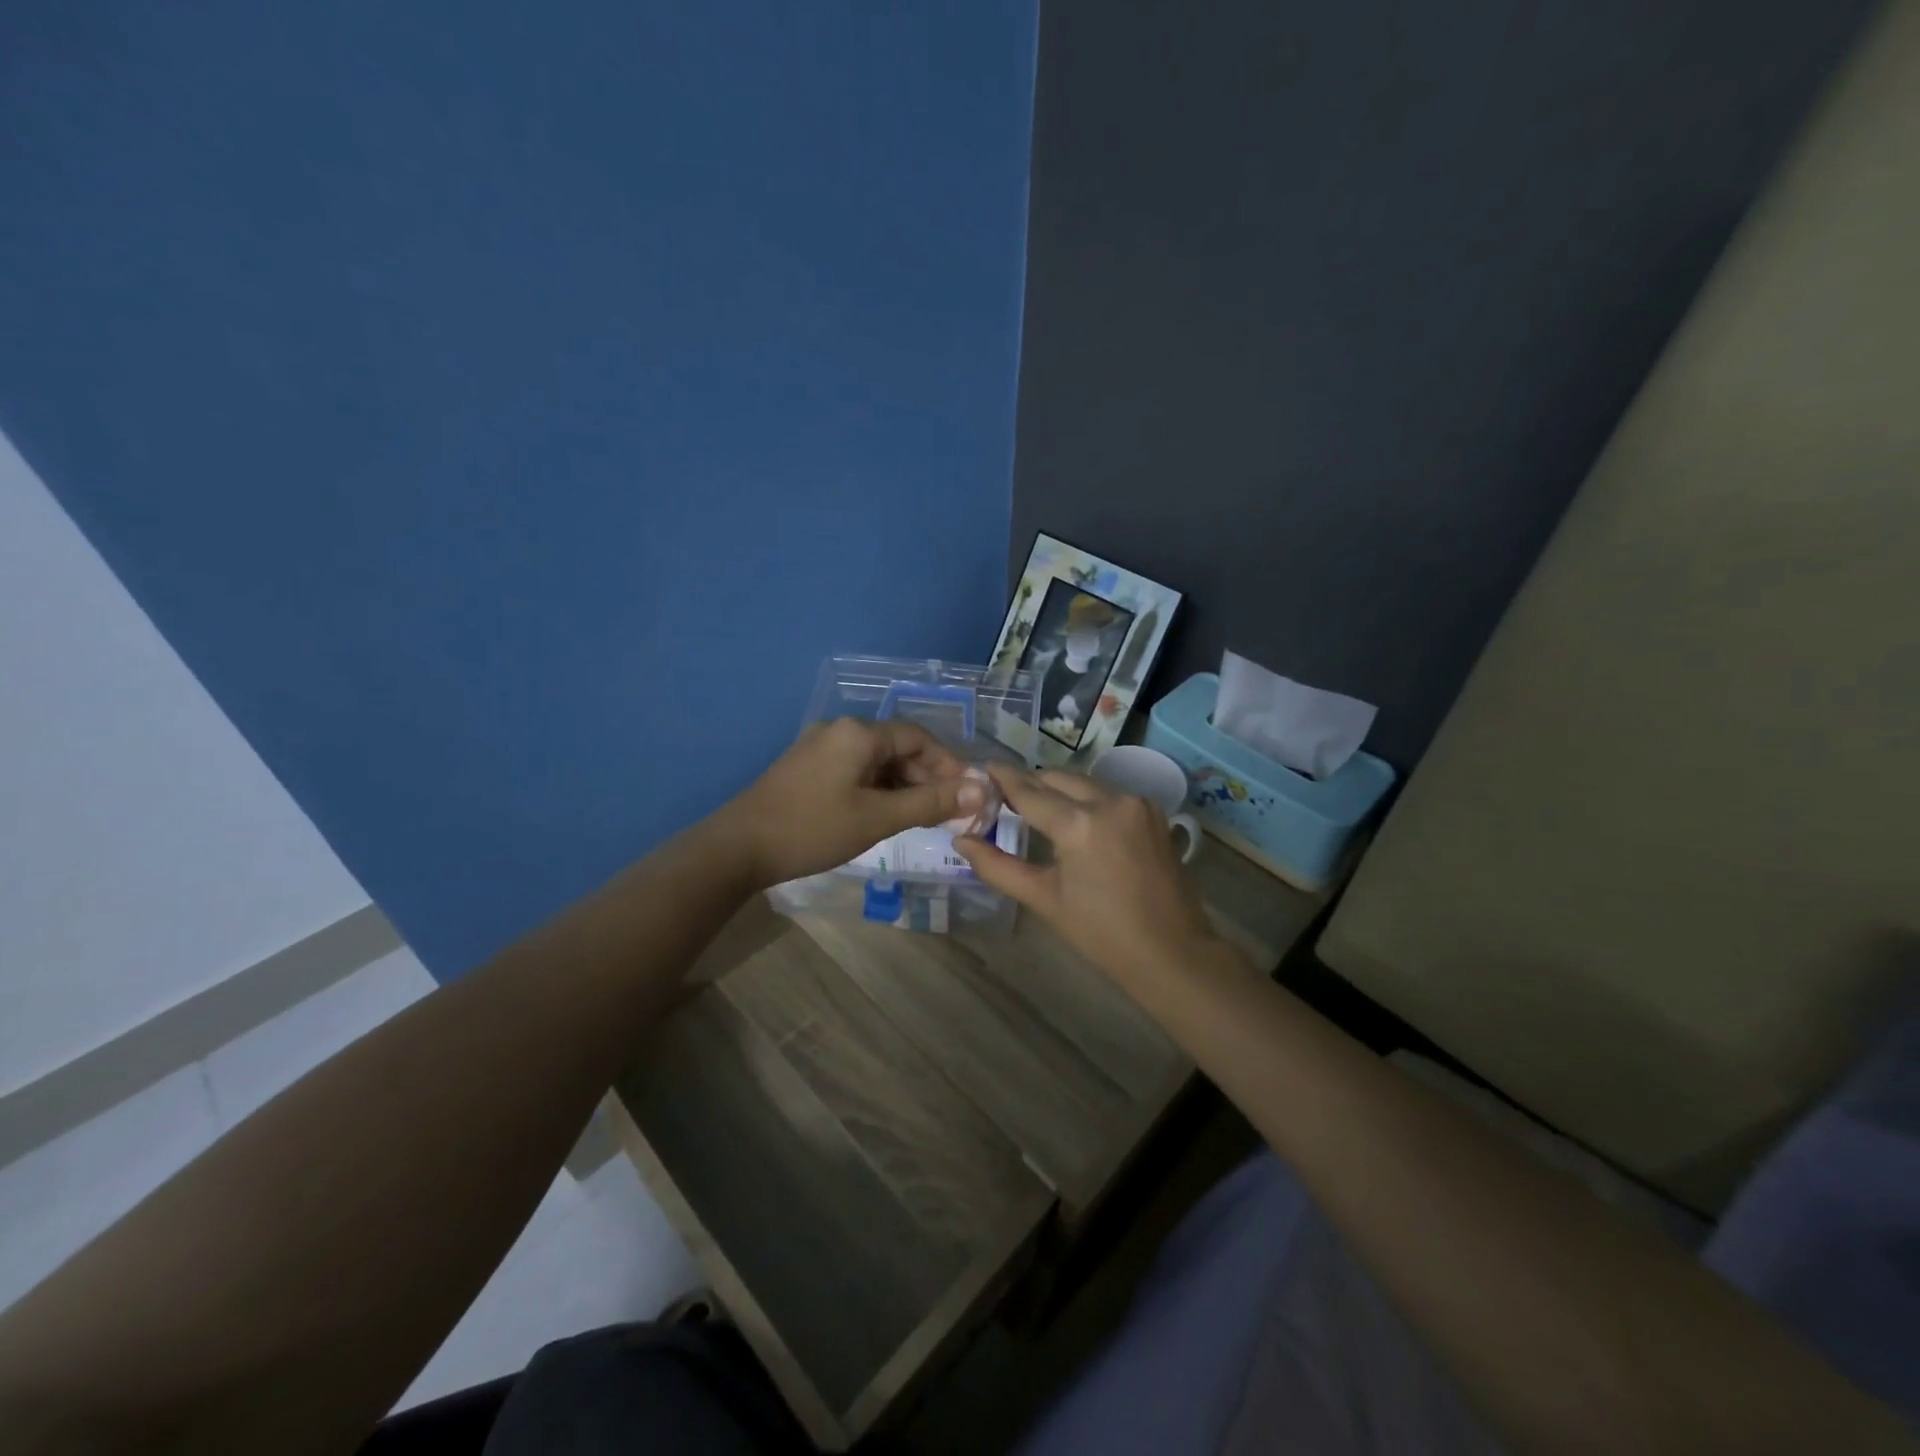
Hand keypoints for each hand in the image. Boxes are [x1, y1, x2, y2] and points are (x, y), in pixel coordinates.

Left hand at [720, 719, 983, 888]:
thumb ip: (930, 802)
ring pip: (876, 762)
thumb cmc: (813, 829)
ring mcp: (819, 748)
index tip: (967, 796)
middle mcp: (840, 731)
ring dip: (902, 787)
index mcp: (859, 733)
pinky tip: (883, 815)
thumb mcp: (878, 818)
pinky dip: (877, 790)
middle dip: (926, 779)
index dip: (948, 765)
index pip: (919, 739)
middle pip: (897, 748)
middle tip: (946, 814)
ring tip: (919, 819)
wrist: (738, 848)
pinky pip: (854, 771)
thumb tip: (980, 790)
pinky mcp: (806, 768)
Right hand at [955, 765, 1222, 992]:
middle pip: (1057, 779)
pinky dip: (1087, 800)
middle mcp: (1110, 800)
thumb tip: (962, 841)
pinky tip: (1075, 819)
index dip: (1003, 778)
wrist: (1172, 952)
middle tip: (1004, 796)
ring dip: (1059, 790)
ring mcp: (1136, 803)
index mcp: (1079, 824)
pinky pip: (1109, 794)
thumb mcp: (1044, 899)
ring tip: (1036, 808)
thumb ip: (998, 866)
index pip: (1029, 791)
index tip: (983, 768)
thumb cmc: (1102, 934)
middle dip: (1030, 784)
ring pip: (1084, 783)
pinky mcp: (1152, 811)